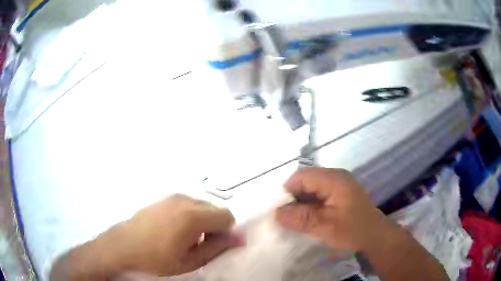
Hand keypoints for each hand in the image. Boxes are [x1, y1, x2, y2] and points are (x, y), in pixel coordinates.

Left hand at [104, 194, 243, 275]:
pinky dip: (191, 216)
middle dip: (217, 227)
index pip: (227, 217)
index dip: (229, 232)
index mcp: (193, 216)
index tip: (219, 246)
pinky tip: (177, 231)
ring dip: (204, 222)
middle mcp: (184, 200)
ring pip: (202, 206)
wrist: (122, 247)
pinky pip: (187, 204)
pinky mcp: (163, 198)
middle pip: (215, 209)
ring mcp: (172, 197)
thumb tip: (240, 238)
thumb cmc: (156, 259)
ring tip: (189, 240)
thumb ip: (217, 248)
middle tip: (204, 245)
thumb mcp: (190, 261)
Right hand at [276, 167, 381, 250]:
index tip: (280, 211)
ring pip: (310, 188)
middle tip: (286, 218)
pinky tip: (307, 218)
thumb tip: (276, 214)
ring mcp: (337, 184)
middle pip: (305, 180)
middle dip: (293, 198)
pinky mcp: (338, 192)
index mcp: (334, 179)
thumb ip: (301, 219)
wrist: (375, 235)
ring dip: (300, 202)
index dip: (287, 192)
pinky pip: (317, 194)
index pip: (301, 177)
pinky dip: (309, 205)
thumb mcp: (326, 226)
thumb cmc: (354, 230)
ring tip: (295, 220)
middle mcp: (335, 176)